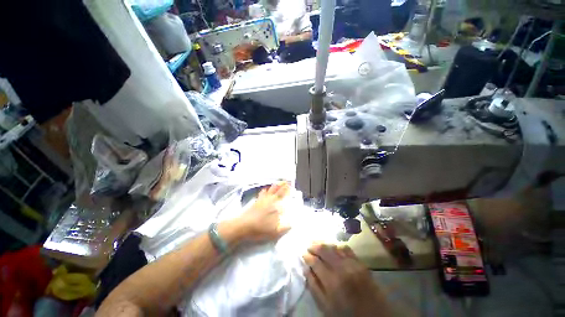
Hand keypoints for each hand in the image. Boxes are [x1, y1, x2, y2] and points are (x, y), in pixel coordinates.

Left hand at [236, 182, 290, 242]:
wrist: (243, 226)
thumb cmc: (260, 228)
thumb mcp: (274, 231)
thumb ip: (284, 228)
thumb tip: (292, 224)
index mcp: (274, 205)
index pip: (282, 195)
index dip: (287, 190)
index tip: (291, 186)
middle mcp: (269, 200)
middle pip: (276, 190)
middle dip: (282, 185)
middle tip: (286, 181)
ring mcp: (261, 200)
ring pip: (269, 190)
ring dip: (274, 186)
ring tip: (277, 183)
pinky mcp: (255, 202)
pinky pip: (262, 193)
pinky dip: (265, 190)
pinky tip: (265, 190)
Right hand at [303, 244, 391, 316]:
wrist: (374, 316)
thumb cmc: (346, 313)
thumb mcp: (326, 306)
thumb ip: (314, 287)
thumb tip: (306, 268)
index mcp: (331, 282)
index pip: (315, 262)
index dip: (307, 256)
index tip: (303, 253)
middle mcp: (342, 269)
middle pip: (324, 250)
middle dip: (314, 245)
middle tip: (308, 245)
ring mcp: (352, 264)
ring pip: (334, 246)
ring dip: (324, 243)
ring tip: (317, 243)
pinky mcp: (360, 262)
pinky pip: (347, 248)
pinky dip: (337, 245)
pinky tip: (333, 246)